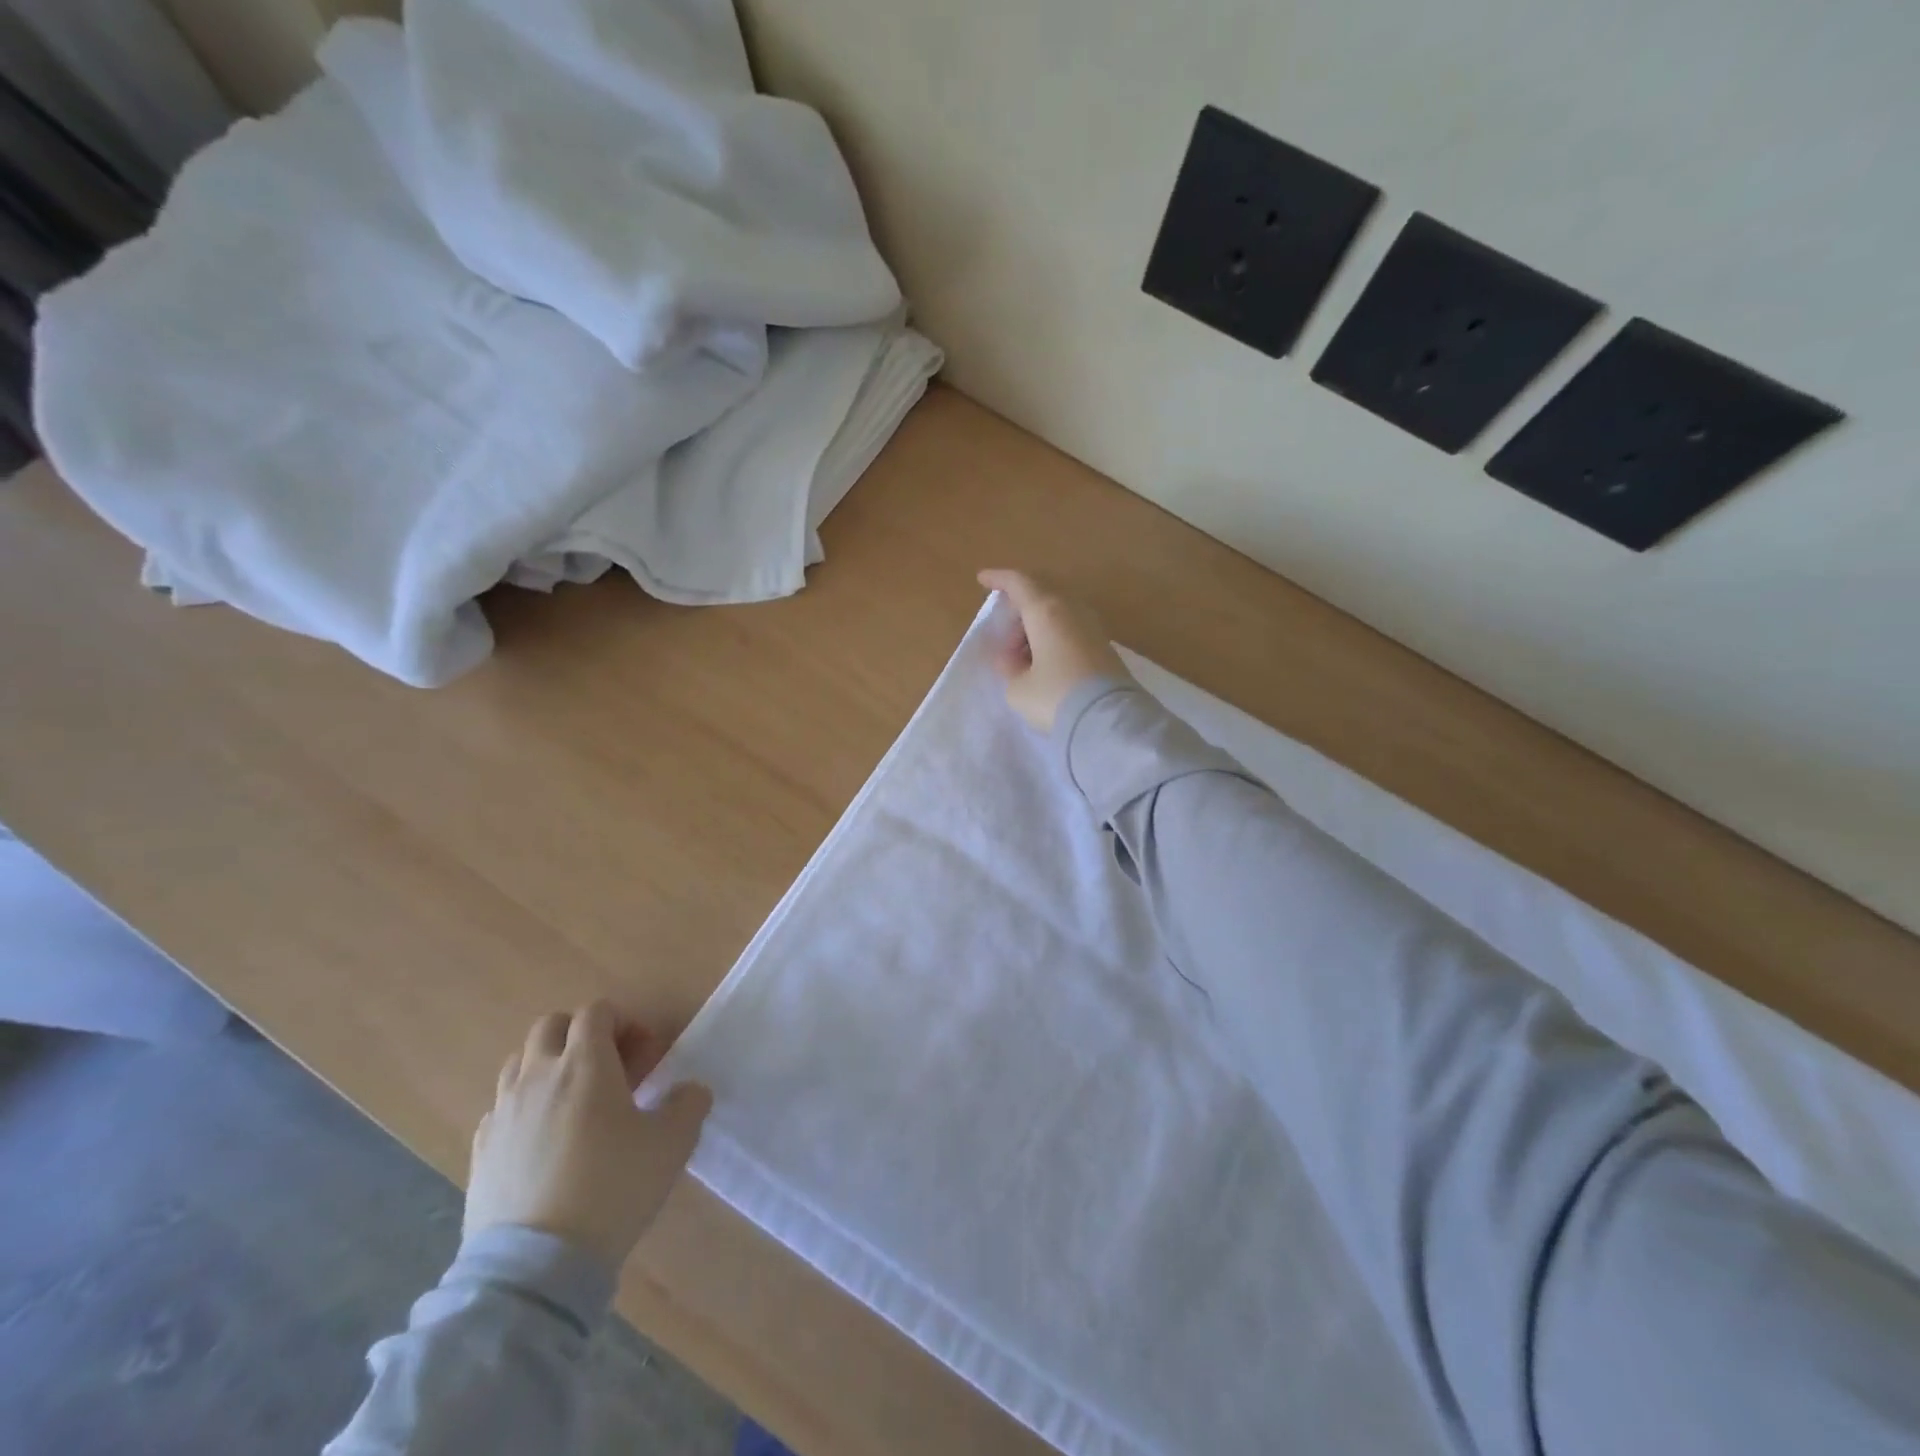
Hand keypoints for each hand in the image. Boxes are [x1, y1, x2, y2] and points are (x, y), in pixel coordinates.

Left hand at [465, 1001, 711, 1269]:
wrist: (536, 1266)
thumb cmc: (612, 1188)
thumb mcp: (672, 1144)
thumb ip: (689, 1104)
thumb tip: (690, 1091)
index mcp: (585, 1063)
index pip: (597, 1012)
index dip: (624, 1022)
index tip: (644, 1055)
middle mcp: (538, 1075)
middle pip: (550, 1026)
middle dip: (581, 1034)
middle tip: (608, 1069)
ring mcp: (503, 1111)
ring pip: (519, 1062)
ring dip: (548, 1065)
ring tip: (573, 1101)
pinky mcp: (480, 1149)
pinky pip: (501, 1106)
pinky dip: (523, 1106)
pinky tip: (543, 1140)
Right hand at [977, 569, 1129, 732]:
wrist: (1108, 721)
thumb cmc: (1054, 697)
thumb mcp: (1018, 688)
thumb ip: (1010, 668)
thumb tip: (1013, 659)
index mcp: (1046, 611)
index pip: (1019, 583)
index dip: (999, 579)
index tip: (983, 579)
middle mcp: (1072, 610)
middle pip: (1041, 595)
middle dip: (1019, 611)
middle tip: (1005, 640)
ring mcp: (1092, 627)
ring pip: (1058, 613)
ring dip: (1037, 627)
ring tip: (1023, 658)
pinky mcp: (1105, 646)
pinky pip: (1071, 629)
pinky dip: (1054, 638)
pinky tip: (1045, 664)